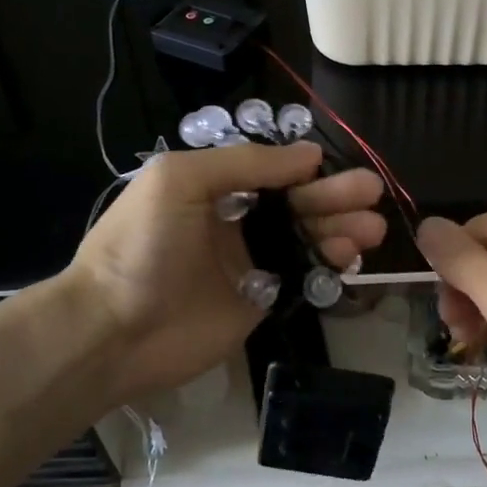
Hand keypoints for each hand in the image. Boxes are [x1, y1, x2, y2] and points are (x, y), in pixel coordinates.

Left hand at [60, 142, 386, 402]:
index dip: (307, 170)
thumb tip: (308, 156)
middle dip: (335, 197)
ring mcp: (250, 263)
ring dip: (341, 230)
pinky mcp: (262, 301)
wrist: (114, 331)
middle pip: (297, 204)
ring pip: (307, 239)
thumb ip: (244, 163)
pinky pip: (304, 277)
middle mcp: (236, 222)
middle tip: (373, 192)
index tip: (340, 167)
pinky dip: (330, 267)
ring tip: (372, 229)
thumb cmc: (142, 246)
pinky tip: (350, 259)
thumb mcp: (180, 180)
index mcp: (214, 188)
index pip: (273, 172)